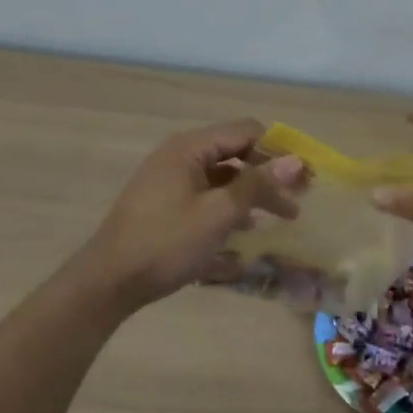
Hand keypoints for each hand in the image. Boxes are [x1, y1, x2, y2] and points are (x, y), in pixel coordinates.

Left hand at [79, 119, 306, 312]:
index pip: (246, 131)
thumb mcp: (217, 214)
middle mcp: (180, 154)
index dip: (278, 150)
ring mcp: (170, 179)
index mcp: (190, 147)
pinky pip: (207, 194)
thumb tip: (295, 161)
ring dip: (252, 193)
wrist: (108, 282)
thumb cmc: (166, 243)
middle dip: (268, 174)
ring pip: (223, 176)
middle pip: (235, 152)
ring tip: (280, 218)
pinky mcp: (165, 203)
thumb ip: (257, 185)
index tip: (304, 178)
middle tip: (298, 201)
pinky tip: (246, 230)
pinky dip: (229, 205)